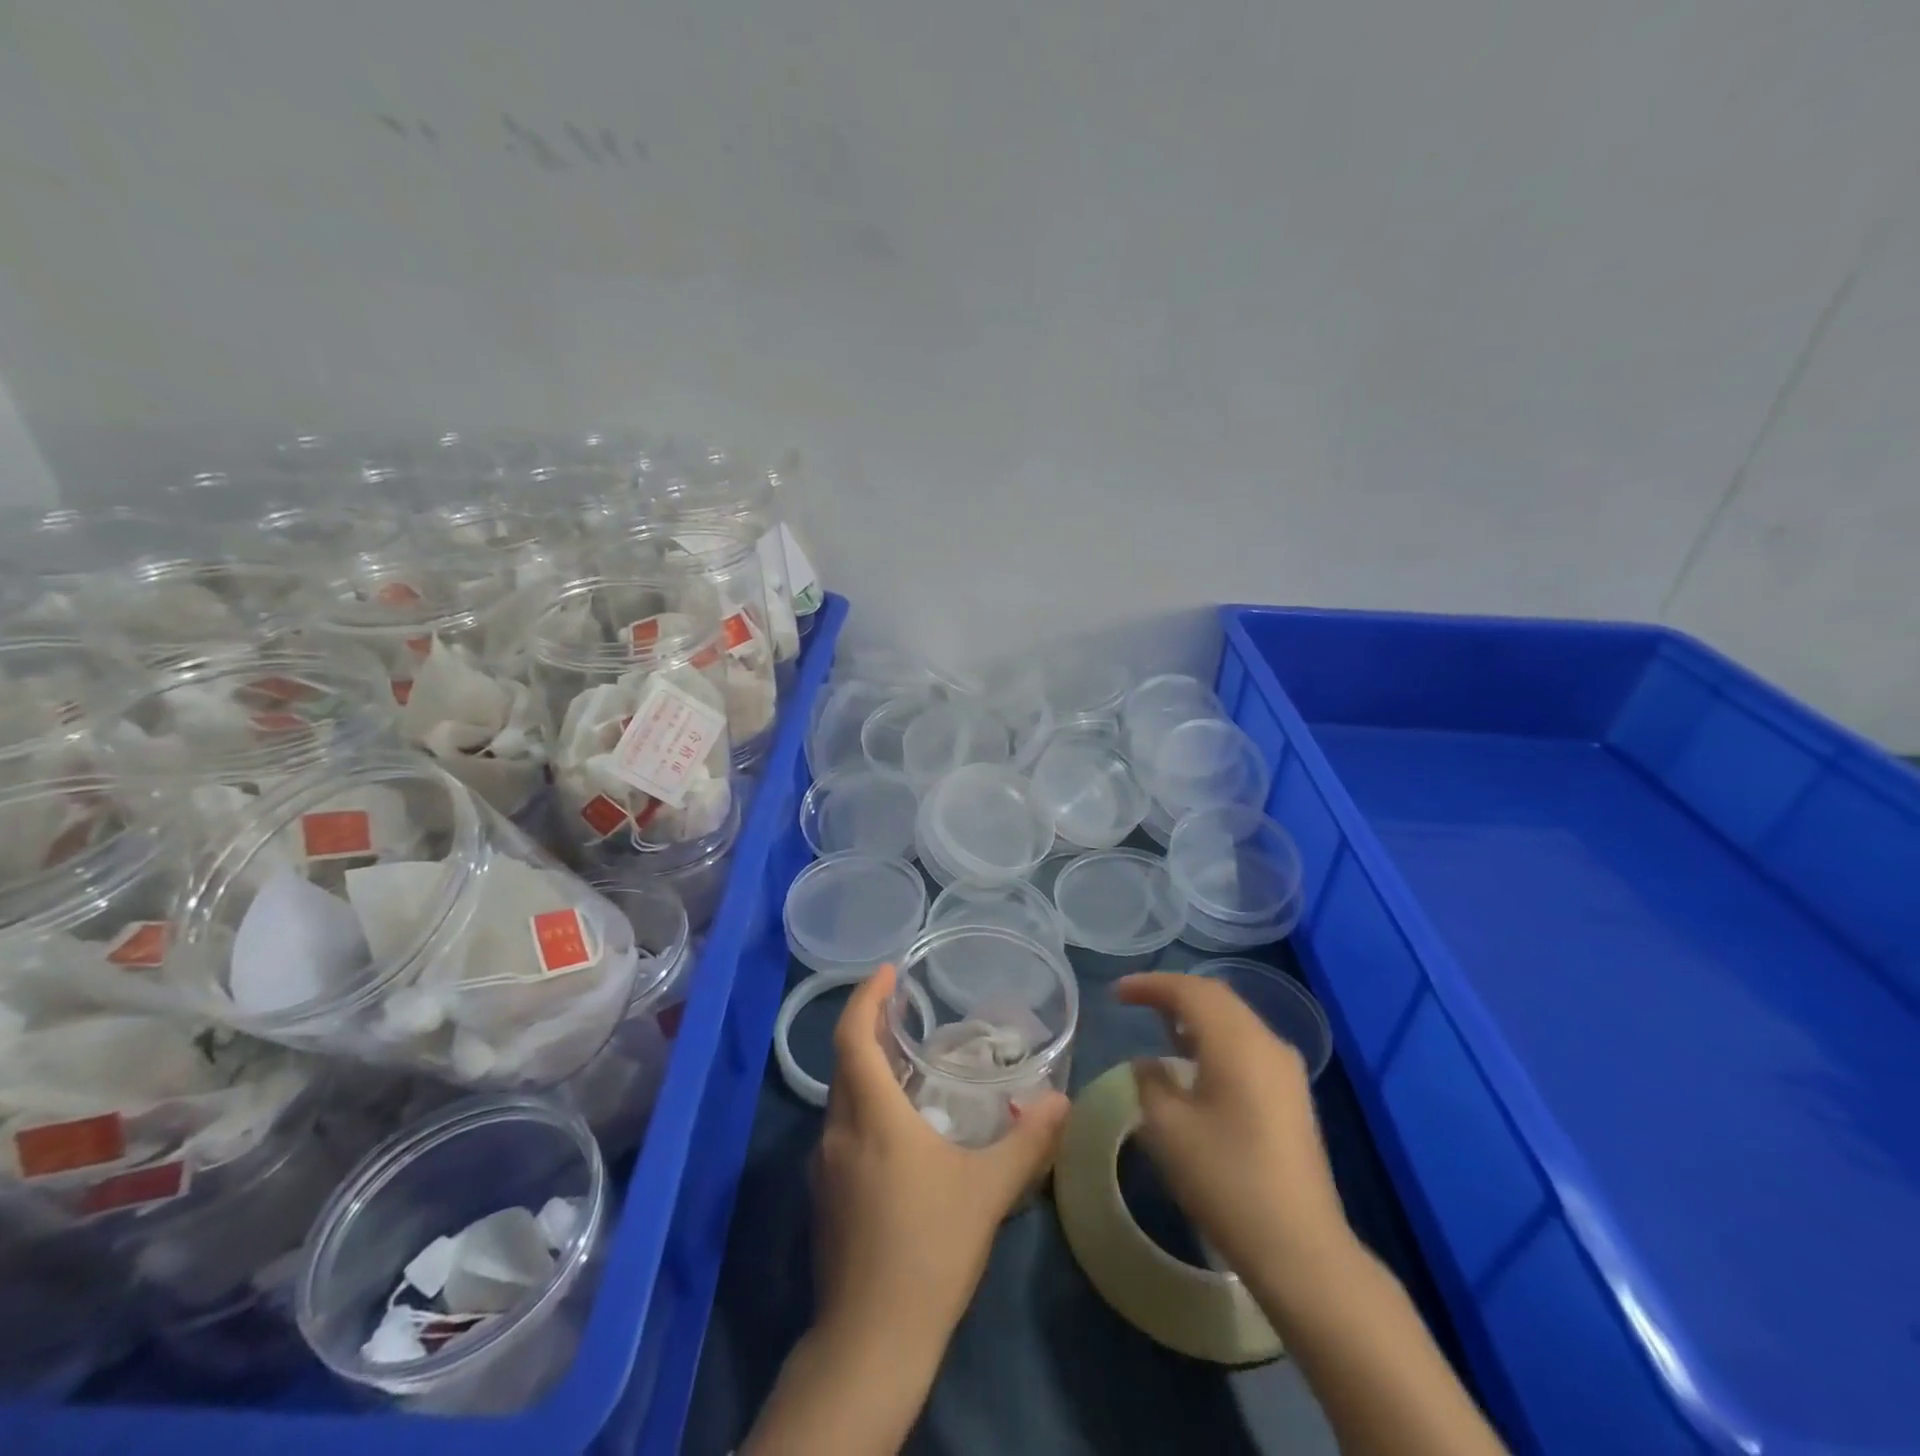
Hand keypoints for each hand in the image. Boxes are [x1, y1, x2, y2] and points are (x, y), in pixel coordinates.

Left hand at [812, 962, 1069, 1356]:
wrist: (870, 1343)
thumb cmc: (929, 1250)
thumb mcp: (988, 1191)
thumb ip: (1030, 1142)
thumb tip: (1062, 1100)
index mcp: (870, 1116)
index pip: (853, 1036)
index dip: (866, 997)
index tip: (887, 971)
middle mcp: (837, 1131)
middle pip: (844, 1062)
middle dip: (869, 1028)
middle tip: (905, 1010)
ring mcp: (824, 1168)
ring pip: (842, 1099)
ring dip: (868, 1070)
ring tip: (908, 1063)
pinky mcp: (825, 1198)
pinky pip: (843, 1130)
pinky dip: (865, 1107)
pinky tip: (899, 1129)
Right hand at [1115, 972, 1352, 1299]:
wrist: (1301, 1249)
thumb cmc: (1226, 1179)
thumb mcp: (1168, 1128)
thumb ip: (1151, 1082)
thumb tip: (1149, 1064)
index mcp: (1237, 1041)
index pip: (1189, 991)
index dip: (1150, 985)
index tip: (1117, 993)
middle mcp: (1267, 1042)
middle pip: (1216, 998)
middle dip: (1173, 993)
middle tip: (1135, 1001)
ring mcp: (1285, 1069)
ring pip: (1234, 1020)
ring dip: (1196, 1015)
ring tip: (1159, 1025)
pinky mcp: (1292, 1095)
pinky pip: (1247, 1044)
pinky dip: (1215, 1037)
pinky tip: (1195, 1061)